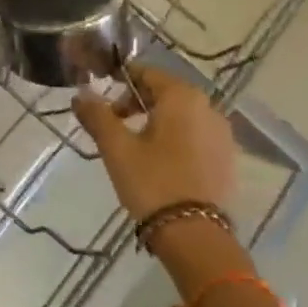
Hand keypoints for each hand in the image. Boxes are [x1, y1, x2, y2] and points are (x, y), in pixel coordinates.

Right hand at [72, 65, 235, 219]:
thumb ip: (97, 115)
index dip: (121, 79)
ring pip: (182, 115)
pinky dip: (176, 138)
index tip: (101, 94)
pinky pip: (196, 135)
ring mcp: (222, 134)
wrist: (193, 234)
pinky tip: (160, 161)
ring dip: (157, 120)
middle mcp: (208, 107)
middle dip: (137, 102)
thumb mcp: (116, 147)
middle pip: (166, 92)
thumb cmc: (151, 181)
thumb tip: (80, 94)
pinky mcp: (227, 158)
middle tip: (113, 123)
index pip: (147, 72)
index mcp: (182, 97)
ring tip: (134, 145)